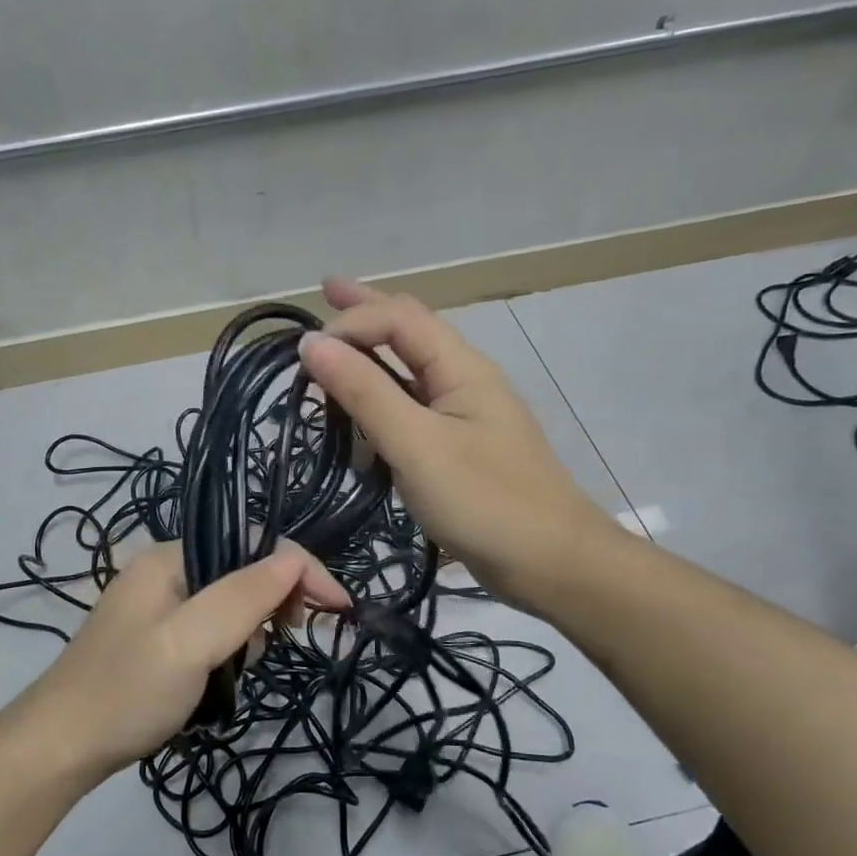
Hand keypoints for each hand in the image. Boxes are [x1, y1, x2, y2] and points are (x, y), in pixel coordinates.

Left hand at [23, 540, 348, 777]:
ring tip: (233, 672)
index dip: (300, 569)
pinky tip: (218, 681)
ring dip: (249, 635)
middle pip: (244, 570)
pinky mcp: (160, 640)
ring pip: (233, 606)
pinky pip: (213, 632)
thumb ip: (243, 597)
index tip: (338, 609)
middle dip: (273, 604)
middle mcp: (167, 571)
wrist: (60, 749)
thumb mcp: (190, 642)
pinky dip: (228, 652)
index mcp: (170, 556)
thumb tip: (295, 559)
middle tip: (287, 641)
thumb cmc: (127, 692)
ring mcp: (161, 607)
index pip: (253, 542)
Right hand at [300, 278, 613, 605]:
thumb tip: (313, 343)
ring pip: (411, 371)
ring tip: (336, 348)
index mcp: (461, 368)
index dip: (351, 321)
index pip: (399, 319)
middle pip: (411, 331)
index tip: (303, 352)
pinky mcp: (460, 451)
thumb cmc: (485, 501)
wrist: (552, 563)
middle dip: (367, 311)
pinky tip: (365, 412)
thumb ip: (366, 392)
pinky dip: (383, 400)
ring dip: (373, 353)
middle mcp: (464, 381)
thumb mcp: (418, 445)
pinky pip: (414, 411)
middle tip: (326, 292)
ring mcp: (465, 417)